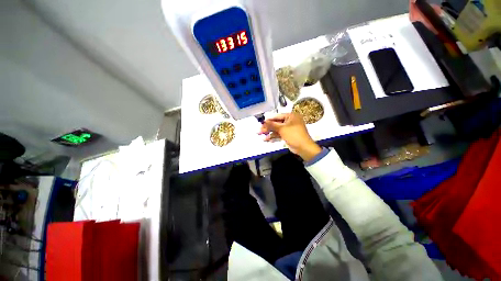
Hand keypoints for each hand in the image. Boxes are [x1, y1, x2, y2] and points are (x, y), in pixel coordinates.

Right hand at [259, 113, 321, 161]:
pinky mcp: (287, 135)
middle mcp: (290, 121)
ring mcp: (289, 129)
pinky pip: (279, 135)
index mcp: (291, 116)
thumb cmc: (294, 135)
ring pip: (277, 130)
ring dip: (269, 133)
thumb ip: (272, 125)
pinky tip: (267, 139)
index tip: (261, 123)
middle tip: (259, 131)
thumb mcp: (282, 129)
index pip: (277, 116)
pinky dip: (273, 137)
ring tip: (262, 136)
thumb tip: (263, 121)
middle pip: (276, 124)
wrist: (303, 148)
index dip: (269, 120)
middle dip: (268, 128)